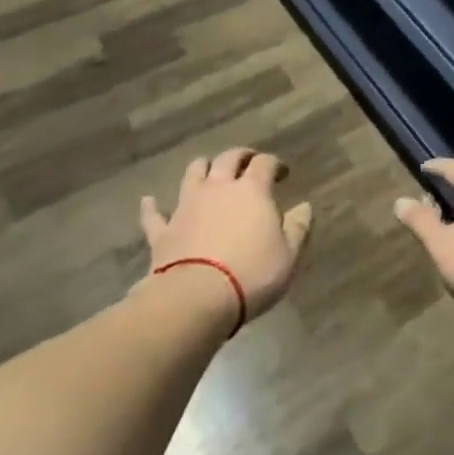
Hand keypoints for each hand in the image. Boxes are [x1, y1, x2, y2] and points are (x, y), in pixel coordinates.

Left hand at [140, 147, 312, 326]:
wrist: (196, 298)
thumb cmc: (251, 274)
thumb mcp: (288, 255)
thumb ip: (298, 227)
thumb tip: (304, 206)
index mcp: (252, 190)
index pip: (265, 163)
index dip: (275, 164)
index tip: (282, 172)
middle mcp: (218, 188)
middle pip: (228, 159)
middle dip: (240, 156)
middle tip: (248, 162)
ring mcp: (187, 206)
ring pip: (193, 173)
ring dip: (202, 168)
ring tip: (207, 170)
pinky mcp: (163, 230)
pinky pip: (154, 214)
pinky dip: (153, 206)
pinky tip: (149, 201)